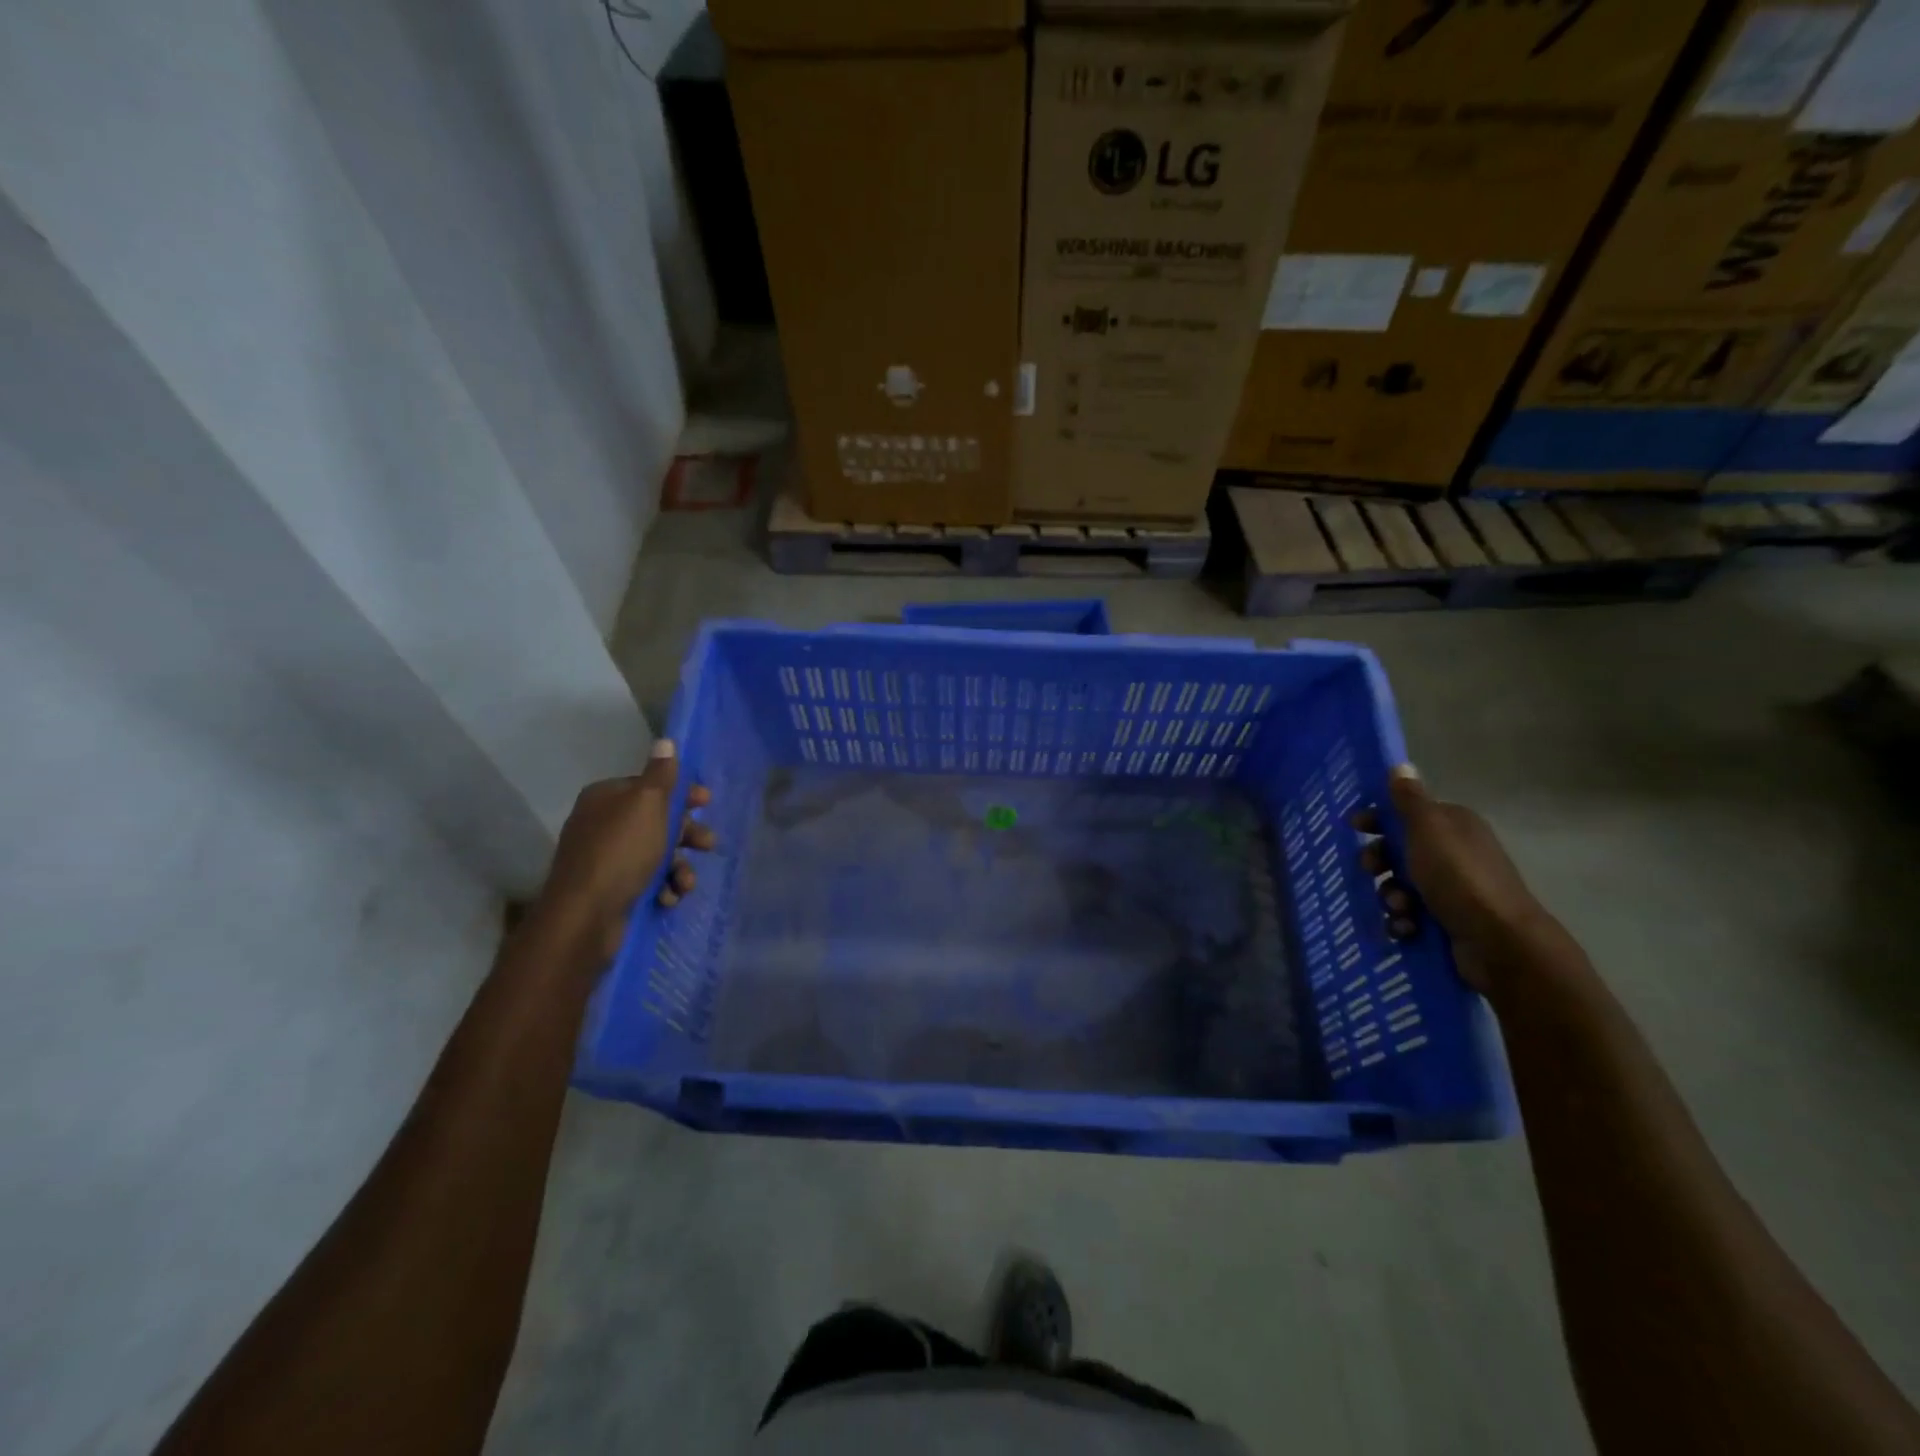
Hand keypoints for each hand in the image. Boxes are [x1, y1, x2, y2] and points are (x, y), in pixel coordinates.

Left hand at [534, 739, 715, 963]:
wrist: (585, 916)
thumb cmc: (621, 851)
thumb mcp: (647, 805)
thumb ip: (661, 775)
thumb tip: (665, 741)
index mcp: (606, 798)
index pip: (650, 787)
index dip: (681, 794)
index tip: (706, 803)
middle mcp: (602, 824)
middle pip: (657, 821)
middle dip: (686, 835)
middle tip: (707, 845)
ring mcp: (605, 859)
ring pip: (656, 855)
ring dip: (679, 868)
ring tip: (685, 884)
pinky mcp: (611, 890)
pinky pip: (646, 881)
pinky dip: (663, 888)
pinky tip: (668, 898)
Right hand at [1388, 766, 1543, 989]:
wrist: (1498, 941)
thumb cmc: (1459, 876)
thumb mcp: (1428, 829)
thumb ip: (1409, 799)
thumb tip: (1400, 765)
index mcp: (1452, 826)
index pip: (1407, 813)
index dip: (1378, 818)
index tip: (1355, 827)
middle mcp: (1454, 853)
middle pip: (1399, 850)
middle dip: (1380, 862)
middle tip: (1372, 871)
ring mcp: (1452, 889)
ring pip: (1401, 885)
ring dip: (1390, 896)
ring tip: (1399, 908)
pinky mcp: (1448, 921)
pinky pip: (1410, 916)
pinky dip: (1402, 921)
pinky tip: (1405, 928)